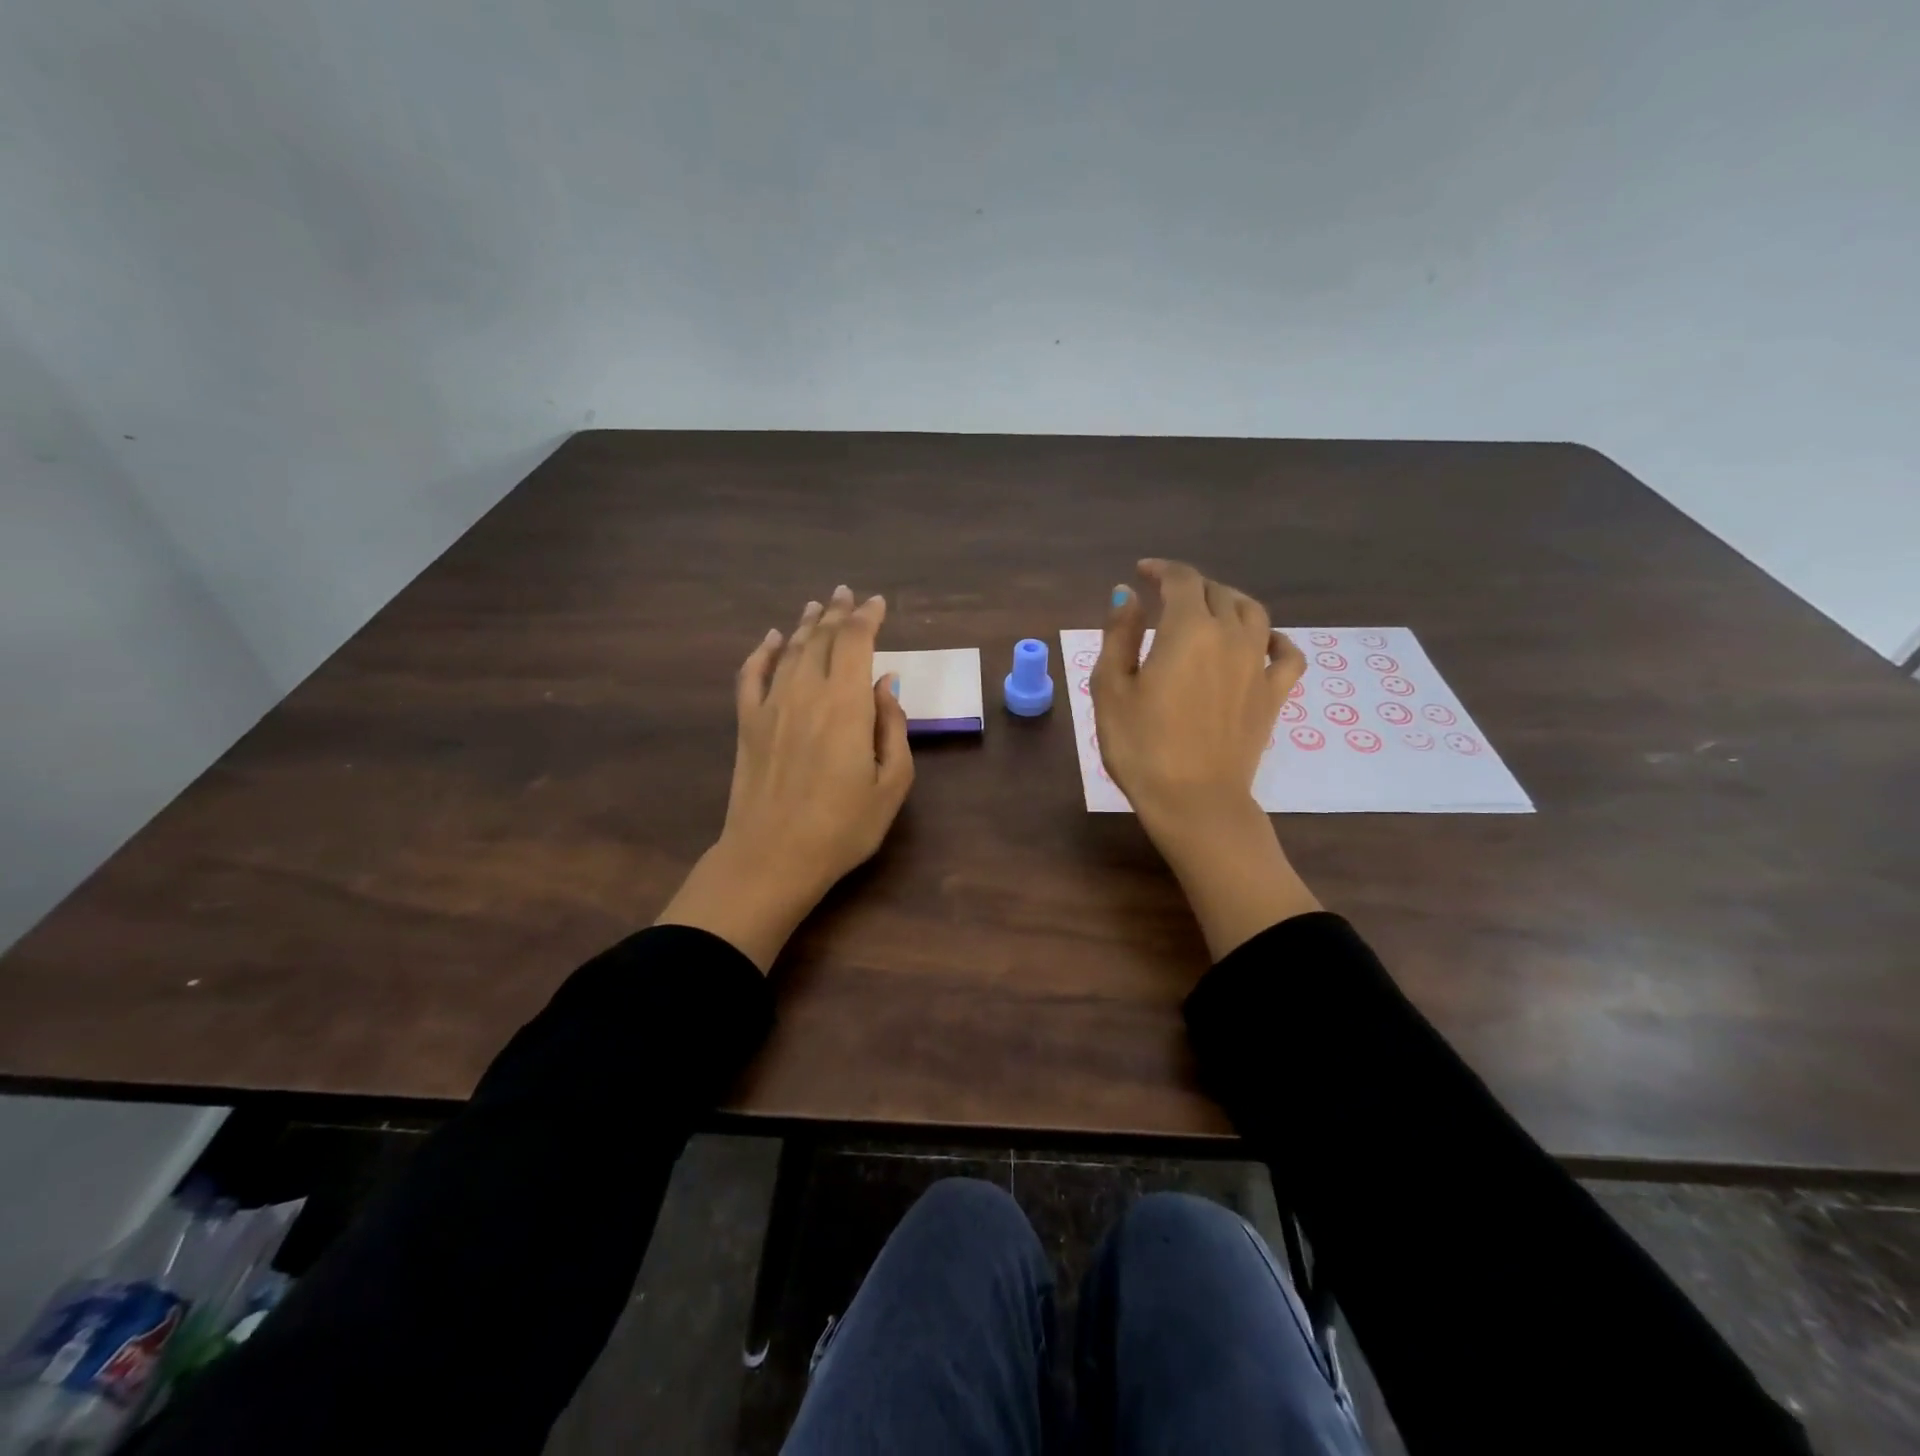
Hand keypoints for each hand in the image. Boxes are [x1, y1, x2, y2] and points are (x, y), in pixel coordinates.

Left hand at [656, 585, 912, 970]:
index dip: (868, 617)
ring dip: (807, 625)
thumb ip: (893, 728)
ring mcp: (771, 706)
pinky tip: (772, 639)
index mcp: (847, 705)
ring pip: (790, 650)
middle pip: (823, 639)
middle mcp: (807, 693)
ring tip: (818, 606)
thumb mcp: (892, 784)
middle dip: (838, 613)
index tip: (878, 603)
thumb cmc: (843, 827)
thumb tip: (886, 685)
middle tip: (847, 593)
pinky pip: (752, 675)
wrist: (772, 857)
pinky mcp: (747, 724)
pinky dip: (763, 652)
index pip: (857, 642)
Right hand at [1093, 559, 1321, 957]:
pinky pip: (1286, 655)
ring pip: (1253, 612)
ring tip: (1209, 609)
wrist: (1194, 802)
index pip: (1181, 579)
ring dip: (1228, 601)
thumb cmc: (1142, 746)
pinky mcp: (1274, 695)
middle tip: (1165, 596)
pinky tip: (1263, 641)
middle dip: (1189, 586)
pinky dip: (1274, 640)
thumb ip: (1119, 635)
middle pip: (1217, 592)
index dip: (1160, 569)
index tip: (1141, 573)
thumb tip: (1127, 594)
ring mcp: (1258, 666)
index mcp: (1188, 629)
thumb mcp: (1111, 689)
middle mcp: (1231, 636)